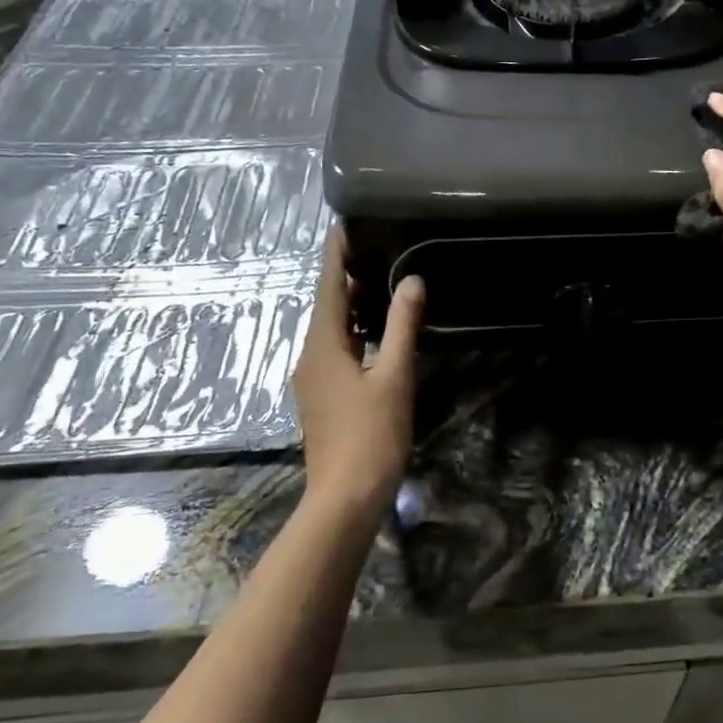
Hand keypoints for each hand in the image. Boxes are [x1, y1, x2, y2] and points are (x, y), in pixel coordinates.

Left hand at [291, 228, 424, 513]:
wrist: (346, 497)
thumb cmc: (371, 434)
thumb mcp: (394, 376)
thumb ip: (402, 326)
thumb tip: (412, 281)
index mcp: (323, 346)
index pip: (328, 287)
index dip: (335, 255)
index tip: (343, 225)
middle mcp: (311, 357)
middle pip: (327, 307)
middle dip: (346, 277)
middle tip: (373, 246)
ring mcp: (314, 380)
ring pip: (331, 330)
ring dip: (351, 305)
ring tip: (378, 280)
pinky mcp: (325, 398)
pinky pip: (336, 350)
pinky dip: (354, 331)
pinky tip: (375, 331)